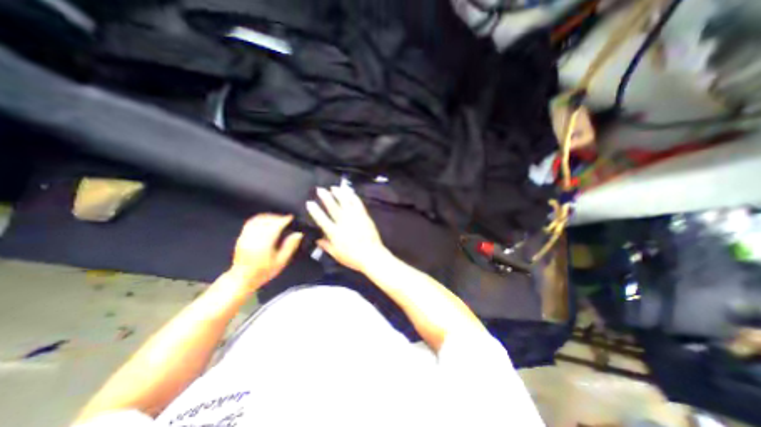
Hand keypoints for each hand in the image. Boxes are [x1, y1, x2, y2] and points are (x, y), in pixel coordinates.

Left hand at [228, 213, 303, 289]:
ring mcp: (246, 237)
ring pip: (257, 220)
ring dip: (268, 217)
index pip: (275, 226)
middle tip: (286, 218)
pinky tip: (266, 221)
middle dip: (277, 217)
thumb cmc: (264, 272)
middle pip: (266, 221)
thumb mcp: (281, 262)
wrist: (242, 278)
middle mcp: (254, 239)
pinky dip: (259, 219)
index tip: (291, 217)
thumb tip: (298, 234)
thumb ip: (290, 246)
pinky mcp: (241, 237)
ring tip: (277, 218)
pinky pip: (250, 223)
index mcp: (264, 245)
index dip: (283, 220)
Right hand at [306, 187, 388, 272]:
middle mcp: (343, 222)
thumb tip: (317, 240)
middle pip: (333, 207)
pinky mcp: (364, 216)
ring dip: (339, 194)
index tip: (309, 202)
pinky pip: (358, 204)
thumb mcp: (336, 254)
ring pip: (345, 202)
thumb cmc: (353, 257)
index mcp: (335, 233)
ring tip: (333, 187)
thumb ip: (326, 246)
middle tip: (320, 189)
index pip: (322, 219)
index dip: (315, 210)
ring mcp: (355, 217)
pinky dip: (353, 197)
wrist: (372, 255)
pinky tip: (349, 192)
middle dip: (325, 197)